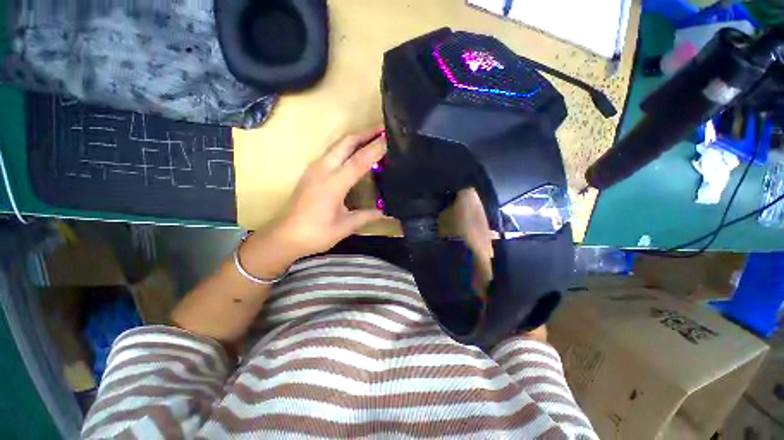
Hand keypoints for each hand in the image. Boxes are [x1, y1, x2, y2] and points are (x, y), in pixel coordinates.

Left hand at [257, 128, 386, 261]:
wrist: (285, 236)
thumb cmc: (315, 233)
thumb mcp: (344, 226)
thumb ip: (365, 216)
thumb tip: (384, 211)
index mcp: (333, 184)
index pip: (359, 161)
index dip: (375, 148)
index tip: (390, 138)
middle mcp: (323, 170)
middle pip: (345, 143)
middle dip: (365, 134)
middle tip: (383, 130)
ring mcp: (314, 169)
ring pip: (337, 145)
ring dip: (355, 139)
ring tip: (372, 138)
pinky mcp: (311, 172)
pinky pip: (331, 152)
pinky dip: (346, 148)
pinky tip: (354, 153)